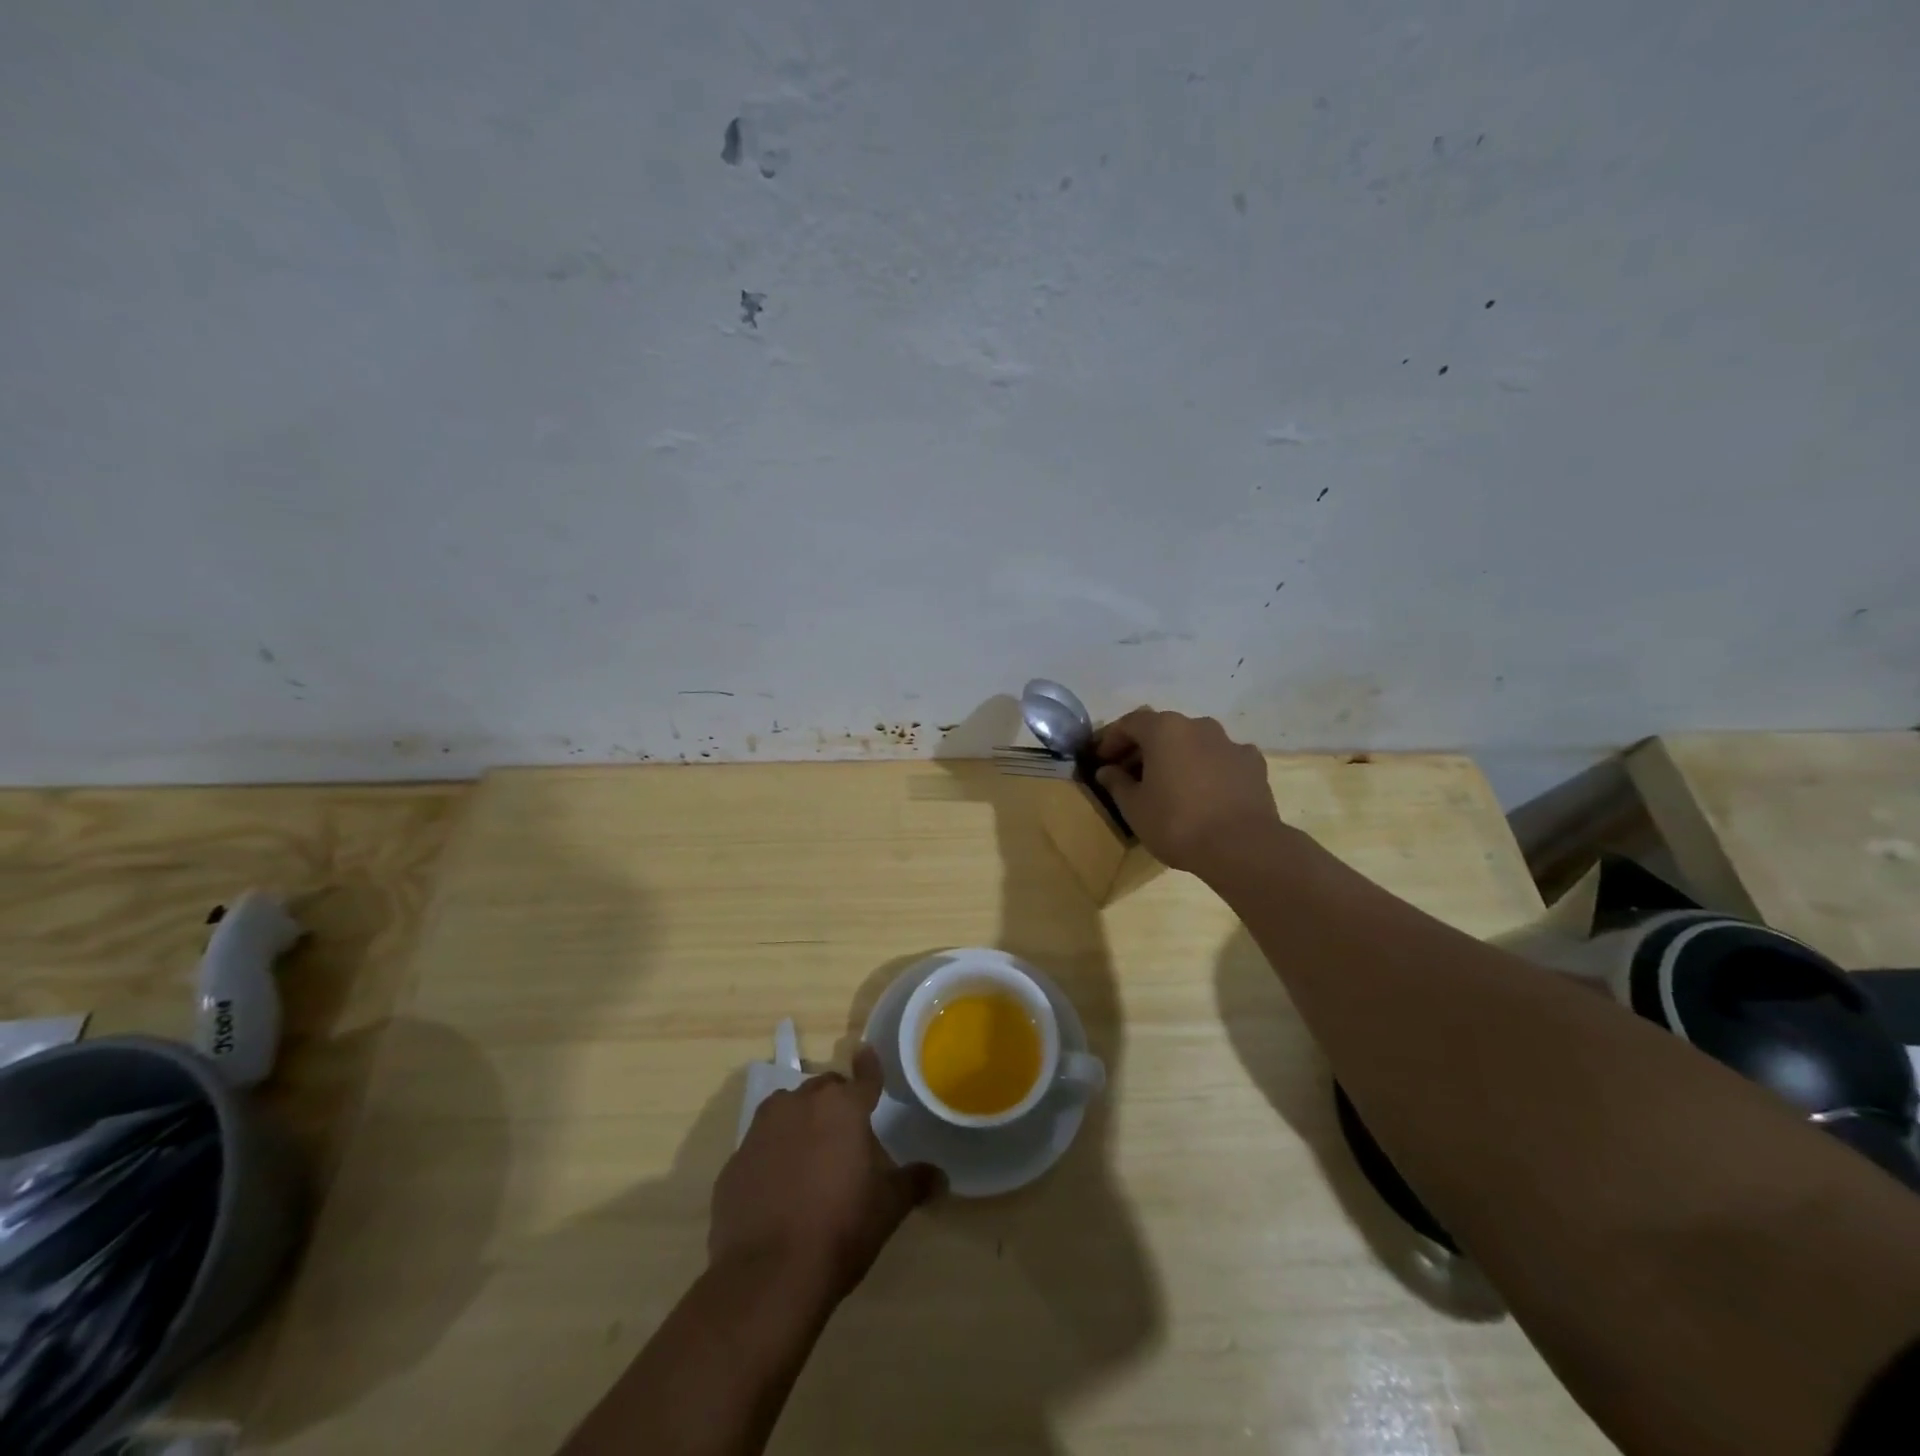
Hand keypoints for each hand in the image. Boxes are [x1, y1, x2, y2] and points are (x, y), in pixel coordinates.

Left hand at [710, 1046, 940, 1302]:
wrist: (767, 1277)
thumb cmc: (839, 1229)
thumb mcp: (888, 1208)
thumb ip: (914, 1183)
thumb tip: (940, 1176)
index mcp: (842, 1107)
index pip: (864, 1076)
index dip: (870, 1066)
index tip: (867, 1054)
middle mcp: (799, 1104)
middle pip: (823, 1090)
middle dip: (835, 1104)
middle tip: (847, 1135)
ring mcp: (761, 1130)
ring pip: (786, 1110)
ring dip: (800, 1122)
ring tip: (811, 1157)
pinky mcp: (734, 1162)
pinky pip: (760, 1147)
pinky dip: (772, 1156)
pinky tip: (779, 1190)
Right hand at [1093, 708, 1282, 876]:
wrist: (1242, 847)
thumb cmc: (1176, 823)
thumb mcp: (1134, 807)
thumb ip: (1116, 783)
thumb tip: (1106, 771)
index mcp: (1165, 729)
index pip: (1130, 723)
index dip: (1111, 740)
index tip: (1101, 760)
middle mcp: (1198, 725)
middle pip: (1163, 729)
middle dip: (1144, 748)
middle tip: (1130, 774)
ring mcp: (1230, 742)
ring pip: (1194, 742)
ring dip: (1177, 756)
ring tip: (1169, 784)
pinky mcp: (1253, 764)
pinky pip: (1221, 759)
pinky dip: (1207, 768)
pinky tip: (1204, 792)